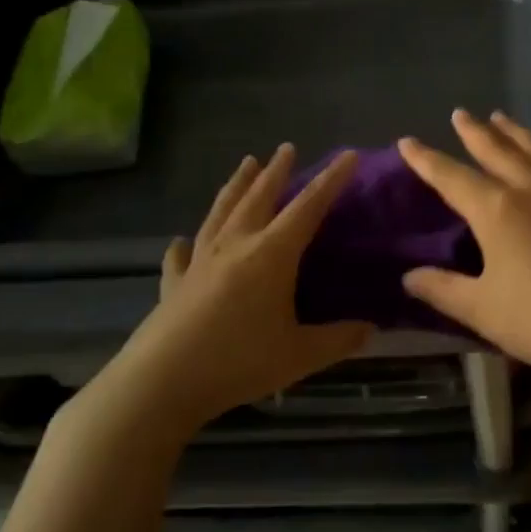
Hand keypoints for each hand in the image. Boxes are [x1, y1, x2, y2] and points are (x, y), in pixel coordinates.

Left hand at [69, 145, 372, 448]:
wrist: (160, 383)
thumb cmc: (238, 362)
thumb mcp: (299, 355)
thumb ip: (337, 340)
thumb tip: (370, 329)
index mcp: (271, 254)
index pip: (308, 207)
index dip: (330, 180)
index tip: (347, 155)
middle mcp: (235, 246)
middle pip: (259, 197)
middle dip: (276, 171)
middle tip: (286, 148)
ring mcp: (199, 262)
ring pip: (221, 212)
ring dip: (236, 186)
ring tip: (246, 164)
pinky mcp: (174, 284)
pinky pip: (181, 256)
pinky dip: (185, 245)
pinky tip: (181, 241)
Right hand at [398, 110, 530, 391]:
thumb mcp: (480, 308)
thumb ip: (442, 289)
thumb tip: (409, 277)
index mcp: (497, 210)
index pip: (452, 177)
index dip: (426, 159)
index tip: (407, 141)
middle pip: (497, 151)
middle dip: (474, 132)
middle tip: (460, 113)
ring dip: (514, 133)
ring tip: (501, 118)